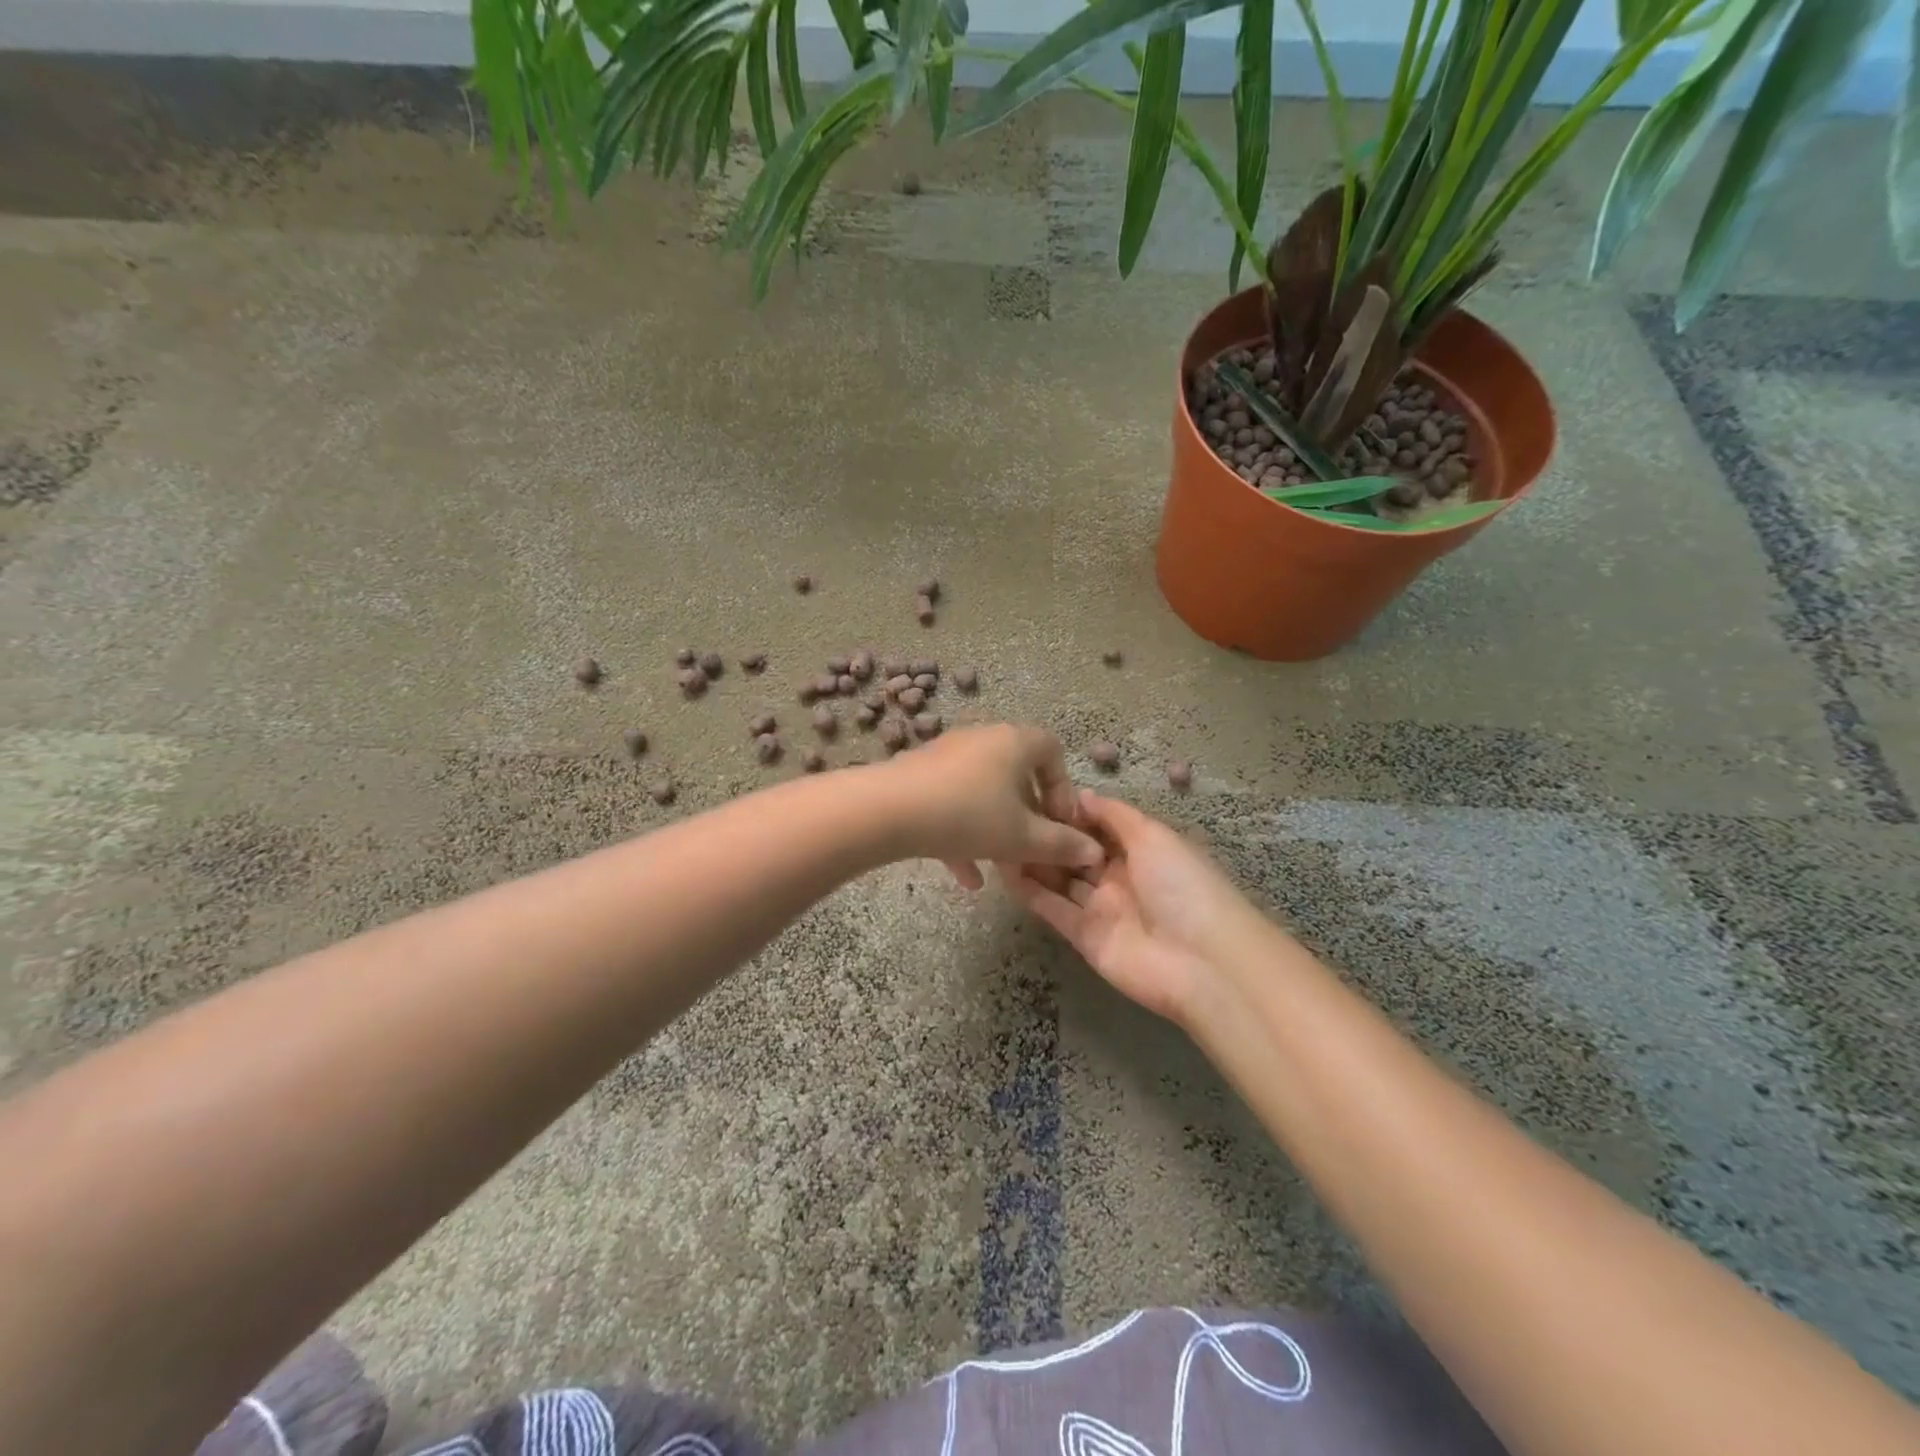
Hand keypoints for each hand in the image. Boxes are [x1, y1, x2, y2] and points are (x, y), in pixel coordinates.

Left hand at [882, 725, 1104, 887]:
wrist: (888, 810)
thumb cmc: (969, 816)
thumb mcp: (1023, 838)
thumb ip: (1062, 845)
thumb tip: (1094, 852)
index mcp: (1014, 742)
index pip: (1053, 752)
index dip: (1063, 790)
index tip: (1060, 825)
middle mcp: (983, 740)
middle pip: (1017, 775)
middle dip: (1029, 817)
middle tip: (1034, 849)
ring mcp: (948, 756)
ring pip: (984, 794)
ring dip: (997, 830)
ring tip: (1004, 868)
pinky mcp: (920, 776)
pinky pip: (953, 803)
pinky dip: (964, 835)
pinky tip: (968, 878)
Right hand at [1004, 790, 1254, 1023]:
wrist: (1203, 961)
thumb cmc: (1183, 885)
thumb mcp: (1154, 837)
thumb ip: (1114, 815)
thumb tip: (1080, 794)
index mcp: (1142, 849)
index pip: (1098, 825)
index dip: (1070, 811)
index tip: (1036, 794)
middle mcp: (1120, 876)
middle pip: (1076, 852)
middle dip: (1048, 835)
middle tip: (1010, 815)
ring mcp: (1101, 908)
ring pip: (1061, 879)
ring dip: (1034, 861)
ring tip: (999, 839)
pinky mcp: (1084, 937)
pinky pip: (1053, 908)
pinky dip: (1030, 892)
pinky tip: (1004, 871)